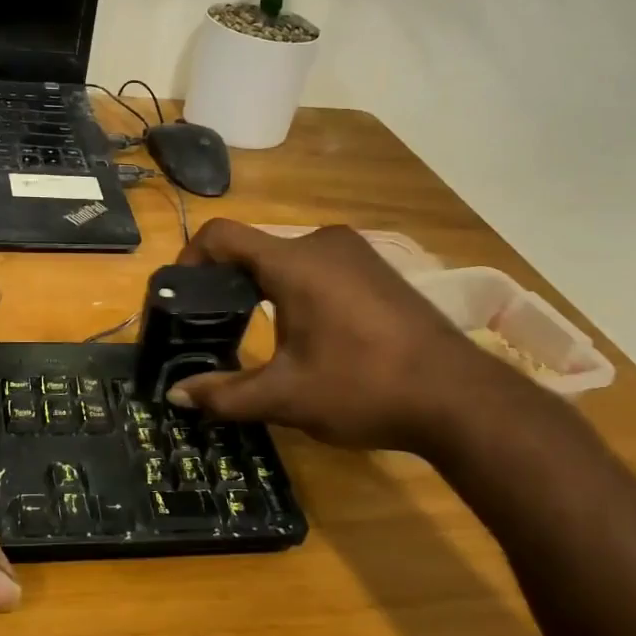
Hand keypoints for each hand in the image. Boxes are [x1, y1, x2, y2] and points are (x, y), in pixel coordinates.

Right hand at [165, 221, 512, 453]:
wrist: (461, 399)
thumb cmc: (363, 388)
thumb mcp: (286, 397)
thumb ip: (225, 394)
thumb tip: (174, 395)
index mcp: (293, 262)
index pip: (221, 235)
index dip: (190, 258)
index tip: (181, 295)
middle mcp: (322, 243)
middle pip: (254, 248)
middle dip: (226, 282)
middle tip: (213, 324)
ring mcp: (355, 253)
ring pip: (287, 258)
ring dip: (263, 287)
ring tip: (256, 332)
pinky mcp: (378, 269)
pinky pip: (319, 266)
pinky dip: (297, 289)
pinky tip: (308, 332)